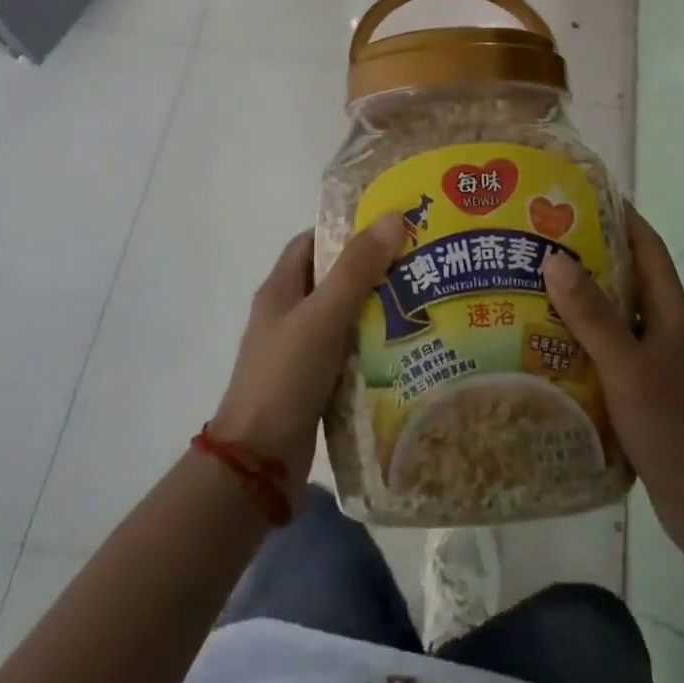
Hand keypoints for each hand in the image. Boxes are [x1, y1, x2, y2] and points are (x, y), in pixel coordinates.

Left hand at [210, 215, 405, 486]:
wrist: (258, 464)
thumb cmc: (285, 377)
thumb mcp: (323, 316)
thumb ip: (356, 269)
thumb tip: (393, 217)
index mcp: (281, 289)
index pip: (314, 241)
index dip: (348, 228)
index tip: (391, 225)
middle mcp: (289, 314)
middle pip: (335, 278)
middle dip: (374, 268)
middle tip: (421, 262)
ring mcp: (301, 351)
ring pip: (346, 317)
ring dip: (379, 309)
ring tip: (426, 300)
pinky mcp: (316, 382)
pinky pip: (350, 352)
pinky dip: (375, 346)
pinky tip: (410, 347)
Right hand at [542, 203, 683, 551]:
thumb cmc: (671, 425)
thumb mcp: (626, 367)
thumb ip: (593, 315)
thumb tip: (554, 258)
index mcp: (673, 310)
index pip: (647, 245)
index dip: (620, 215)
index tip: (578, 194)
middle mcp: (668, 324)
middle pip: (628, 273)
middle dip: (589, 251)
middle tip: (540, 236)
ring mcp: (658, 354)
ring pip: (617, 309)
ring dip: (582, 293)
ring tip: (533, 279)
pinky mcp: (646, 381)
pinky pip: (611, 341)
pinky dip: (583, 331)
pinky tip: (548, 336)